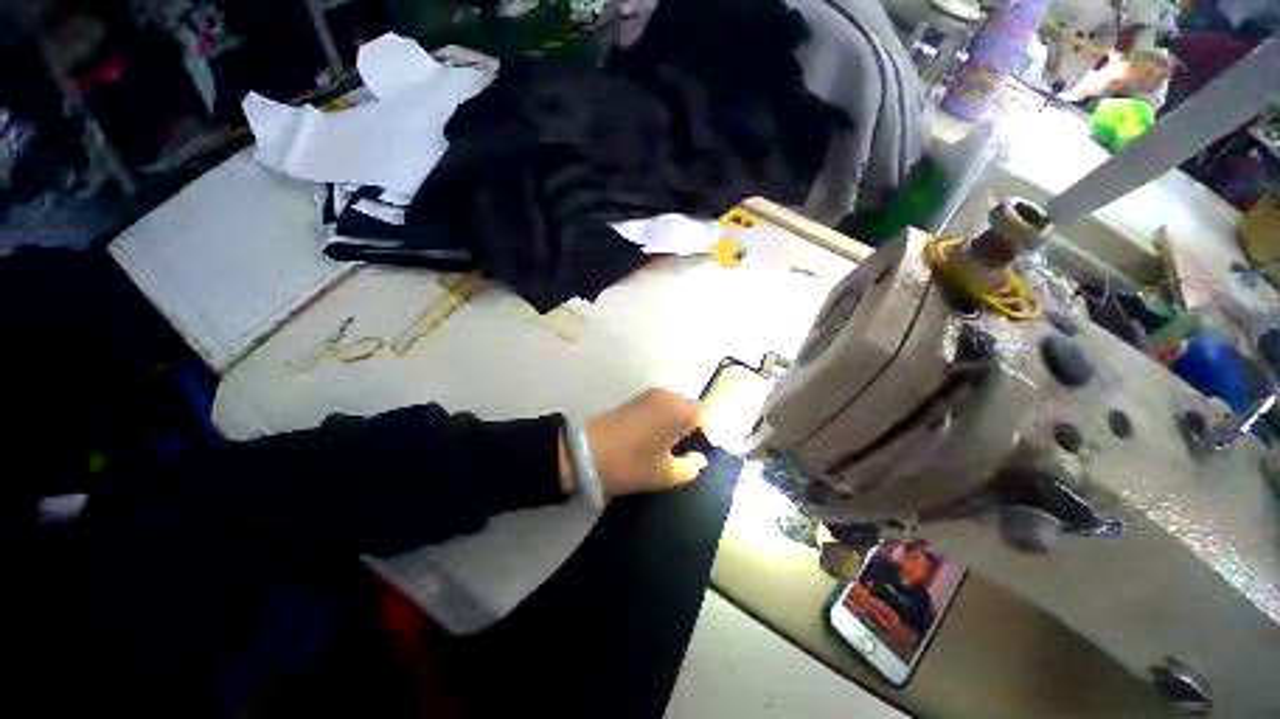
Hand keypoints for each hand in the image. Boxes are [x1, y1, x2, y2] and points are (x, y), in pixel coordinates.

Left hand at [559, 389, 707, 497]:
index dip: (707, 432)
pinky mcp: (633, 399)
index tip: (700, 450)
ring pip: (673, 405)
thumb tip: (700, 460)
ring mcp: (648, 396)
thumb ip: (690, 468)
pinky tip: (652, 437)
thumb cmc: (630, 464)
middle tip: (685, 450)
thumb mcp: (664, 474)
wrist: (584, 453)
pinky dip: (662, 417)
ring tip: (668, 445)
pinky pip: (658, 405)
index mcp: (678, 411)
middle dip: (692, 426)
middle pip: (689, 407)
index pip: (704, 414)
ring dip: (676, 421)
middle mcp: (666, 396)